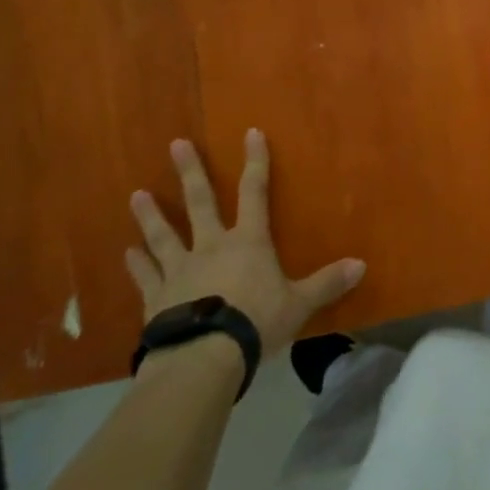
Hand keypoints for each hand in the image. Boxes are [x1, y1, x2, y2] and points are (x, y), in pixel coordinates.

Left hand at [124, 129, 365, 355]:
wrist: (205, 356)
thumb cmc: (257, 323)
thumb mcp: (299, 304)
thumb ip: (327, 283)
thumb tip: (361, 264)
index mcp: (248, 242)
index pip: (254, 193)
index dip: (255, 162)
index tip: (251, 133)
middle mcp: (211, 246)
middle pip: (200, 202)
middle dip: (190, 172)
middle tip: (176, 144)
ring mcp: (180, 270)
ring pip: (163, 234)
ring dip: (151, 215)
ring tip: (137, 195)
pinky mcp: (157, 297)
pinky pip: (145, 275)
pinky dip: (137, 264)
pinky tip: (127, 252)